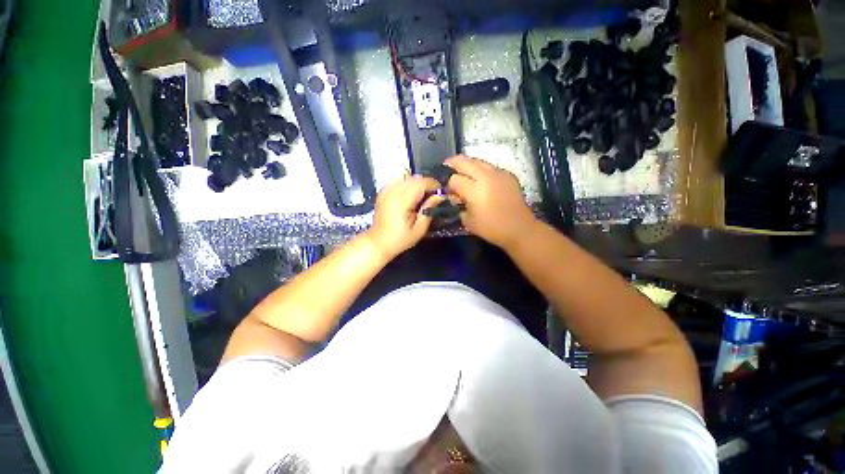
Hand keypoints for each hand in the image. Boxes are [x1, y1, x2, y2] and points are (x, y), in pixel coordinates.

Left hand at [366, 174, 442, 260]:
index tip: (441, 193)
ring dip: (416, 181)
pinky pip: (396, 178)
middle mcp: (393, 192)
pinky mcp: (382, 191)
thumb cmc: (400, 239)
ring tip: (421, 193)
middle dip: (426, 183)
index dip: (434, 185)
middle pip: (414, 177)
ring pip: (405, 175)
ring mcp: (386, 190)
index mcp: (402, 201)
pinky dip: (405, 181)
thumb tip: (440, 195)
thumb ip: (429, 210)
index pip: (421, 183)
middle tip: (433, 194)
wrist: (378, 242)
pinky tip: (409, 192)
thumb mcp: (419, 229)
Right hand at [445, 155, 536, 249]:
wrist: (519, 228)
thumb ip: (458, 206)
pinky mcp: (508, 174)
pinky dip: (481, 168)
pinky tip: (479, 175)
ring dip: (467, 163)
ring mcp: (498, 173)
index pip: (455, 179)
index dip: (448, 184)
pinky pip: (489, 166)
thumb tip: (455, 196)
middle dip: (454, 163)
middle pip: (465, 162)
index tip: (448, 190)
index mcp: (475, 191)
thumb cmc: (491, 228)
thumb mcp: (468, 221)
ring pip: (478, 161)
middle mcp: (486, 177)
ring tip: (461, 167)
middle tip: (446, 164)